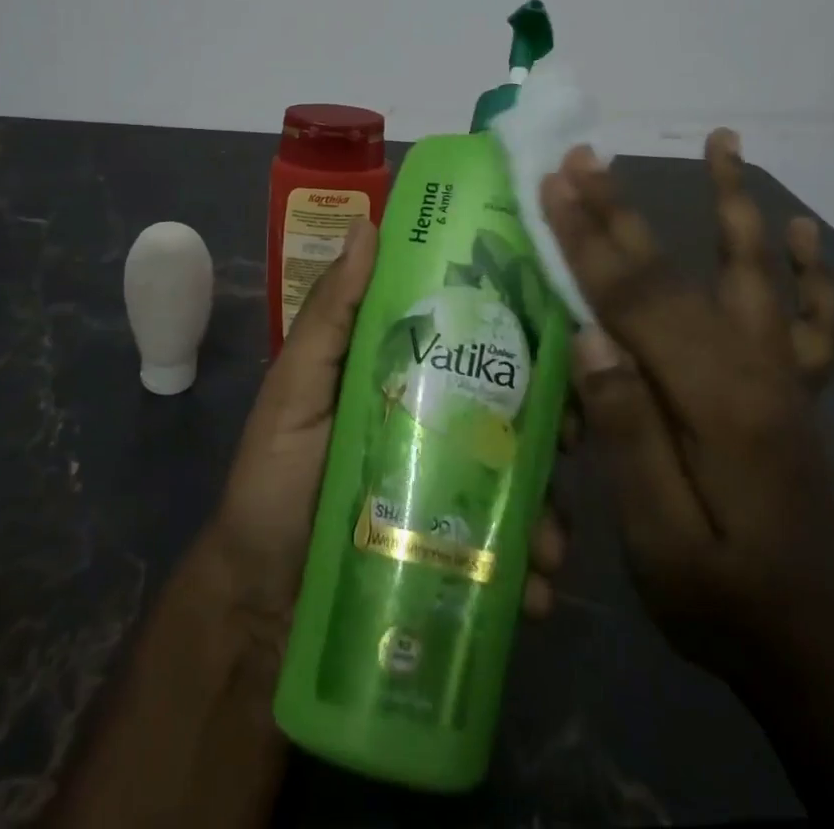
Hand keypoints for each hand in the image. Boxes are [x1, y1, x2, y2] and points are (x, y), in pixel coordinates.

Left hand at [205, 220, 567, 653]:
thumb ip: (331, 315)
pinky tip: (535, 587)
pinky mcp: (459, 552)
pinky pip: (510, 549)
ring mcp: (453, 492)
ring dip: (551, 504)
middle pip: (513, 408)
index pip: (472, 338)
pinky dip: (531, 566)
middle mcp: (439, 425)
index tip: (558, 327)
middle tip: (571, 438)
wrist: (262, 608)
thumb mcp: (296, 390)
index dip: (517, 330)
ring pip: (523, 479)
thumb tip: (368, 225)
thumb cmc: (274, 482)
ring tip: (550, 539)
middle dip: (554, 420)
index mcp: (408, 376)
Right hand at [543, 130, 833, 677]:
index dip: (587, 238)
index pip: (632, 300)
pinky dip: (809, 272)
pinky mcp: (796, 391)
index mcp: (711, 402)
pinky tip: (803, 234)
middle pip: (675, 272)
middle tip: (586, 157)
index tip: (554, 184)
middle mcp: (753, 371)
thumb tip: (591, 339)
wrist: (827, 658)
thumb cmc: (726, 602)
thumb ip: (628, 434)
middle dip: (621, 211)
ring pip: (752, 271)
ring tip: (726, 143)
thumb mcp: (660, 541)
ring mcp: (782, 377)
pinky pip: (813, 320)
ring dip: (732, 203)